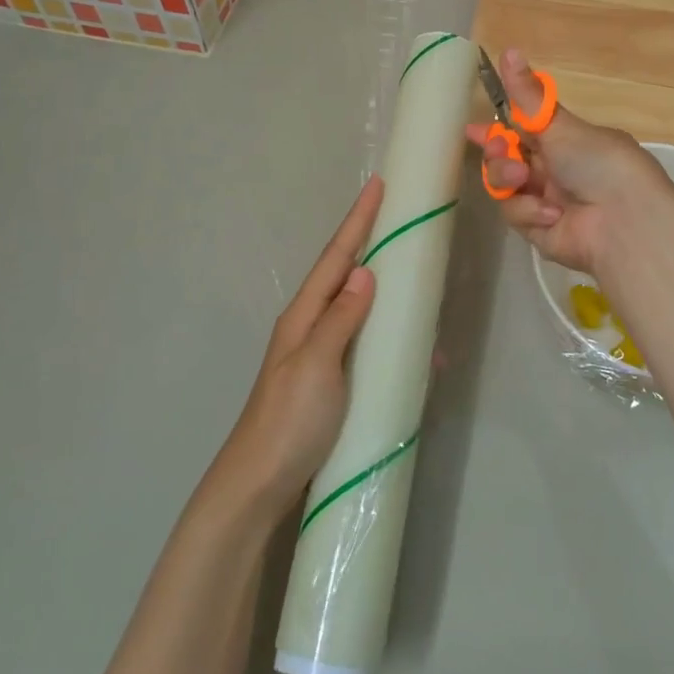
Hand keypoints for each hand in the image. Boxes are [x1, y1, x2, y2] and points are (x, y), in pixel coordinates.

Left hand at [209, 177, 382, 519]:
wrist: (259, 487)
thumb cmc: (288, 422)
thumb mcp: (316, 365)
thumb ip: (340, 319)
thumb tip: (366, 272)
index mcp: (303, 316)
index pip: (336, 257)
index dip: (358, 221)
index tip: (379, 187)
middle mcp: (310, 328)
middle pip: (345, 275)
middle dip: (371, 244)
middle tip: (402, 221)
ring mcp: (320, 355)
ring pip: (357, 308)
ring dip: (384, 289)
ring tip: (415, 275)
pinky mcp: (332, 383)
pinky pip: (364, 343)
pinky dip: (386, 334)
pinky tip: (411, 345)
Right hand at [465, 49, 673, 278]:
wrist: (623, 221)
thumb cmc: (598, 162)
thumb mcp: (560, 125)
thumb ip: (527, 95)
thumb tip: (509, 50)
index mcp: (566, 141)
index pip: (524, 130)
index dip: (498, 129)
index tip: (473, 128)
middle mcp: (555, 170)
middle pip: (507, 159)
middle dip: (497, 152)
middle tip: (500, 148)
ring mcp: (546, 201)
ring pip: (504, 185)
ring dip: (508, 178)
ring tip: (521, 178)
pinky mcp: (538, 230)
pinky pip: (516, 214)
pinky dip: (529, 211)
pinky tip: (551, 213)